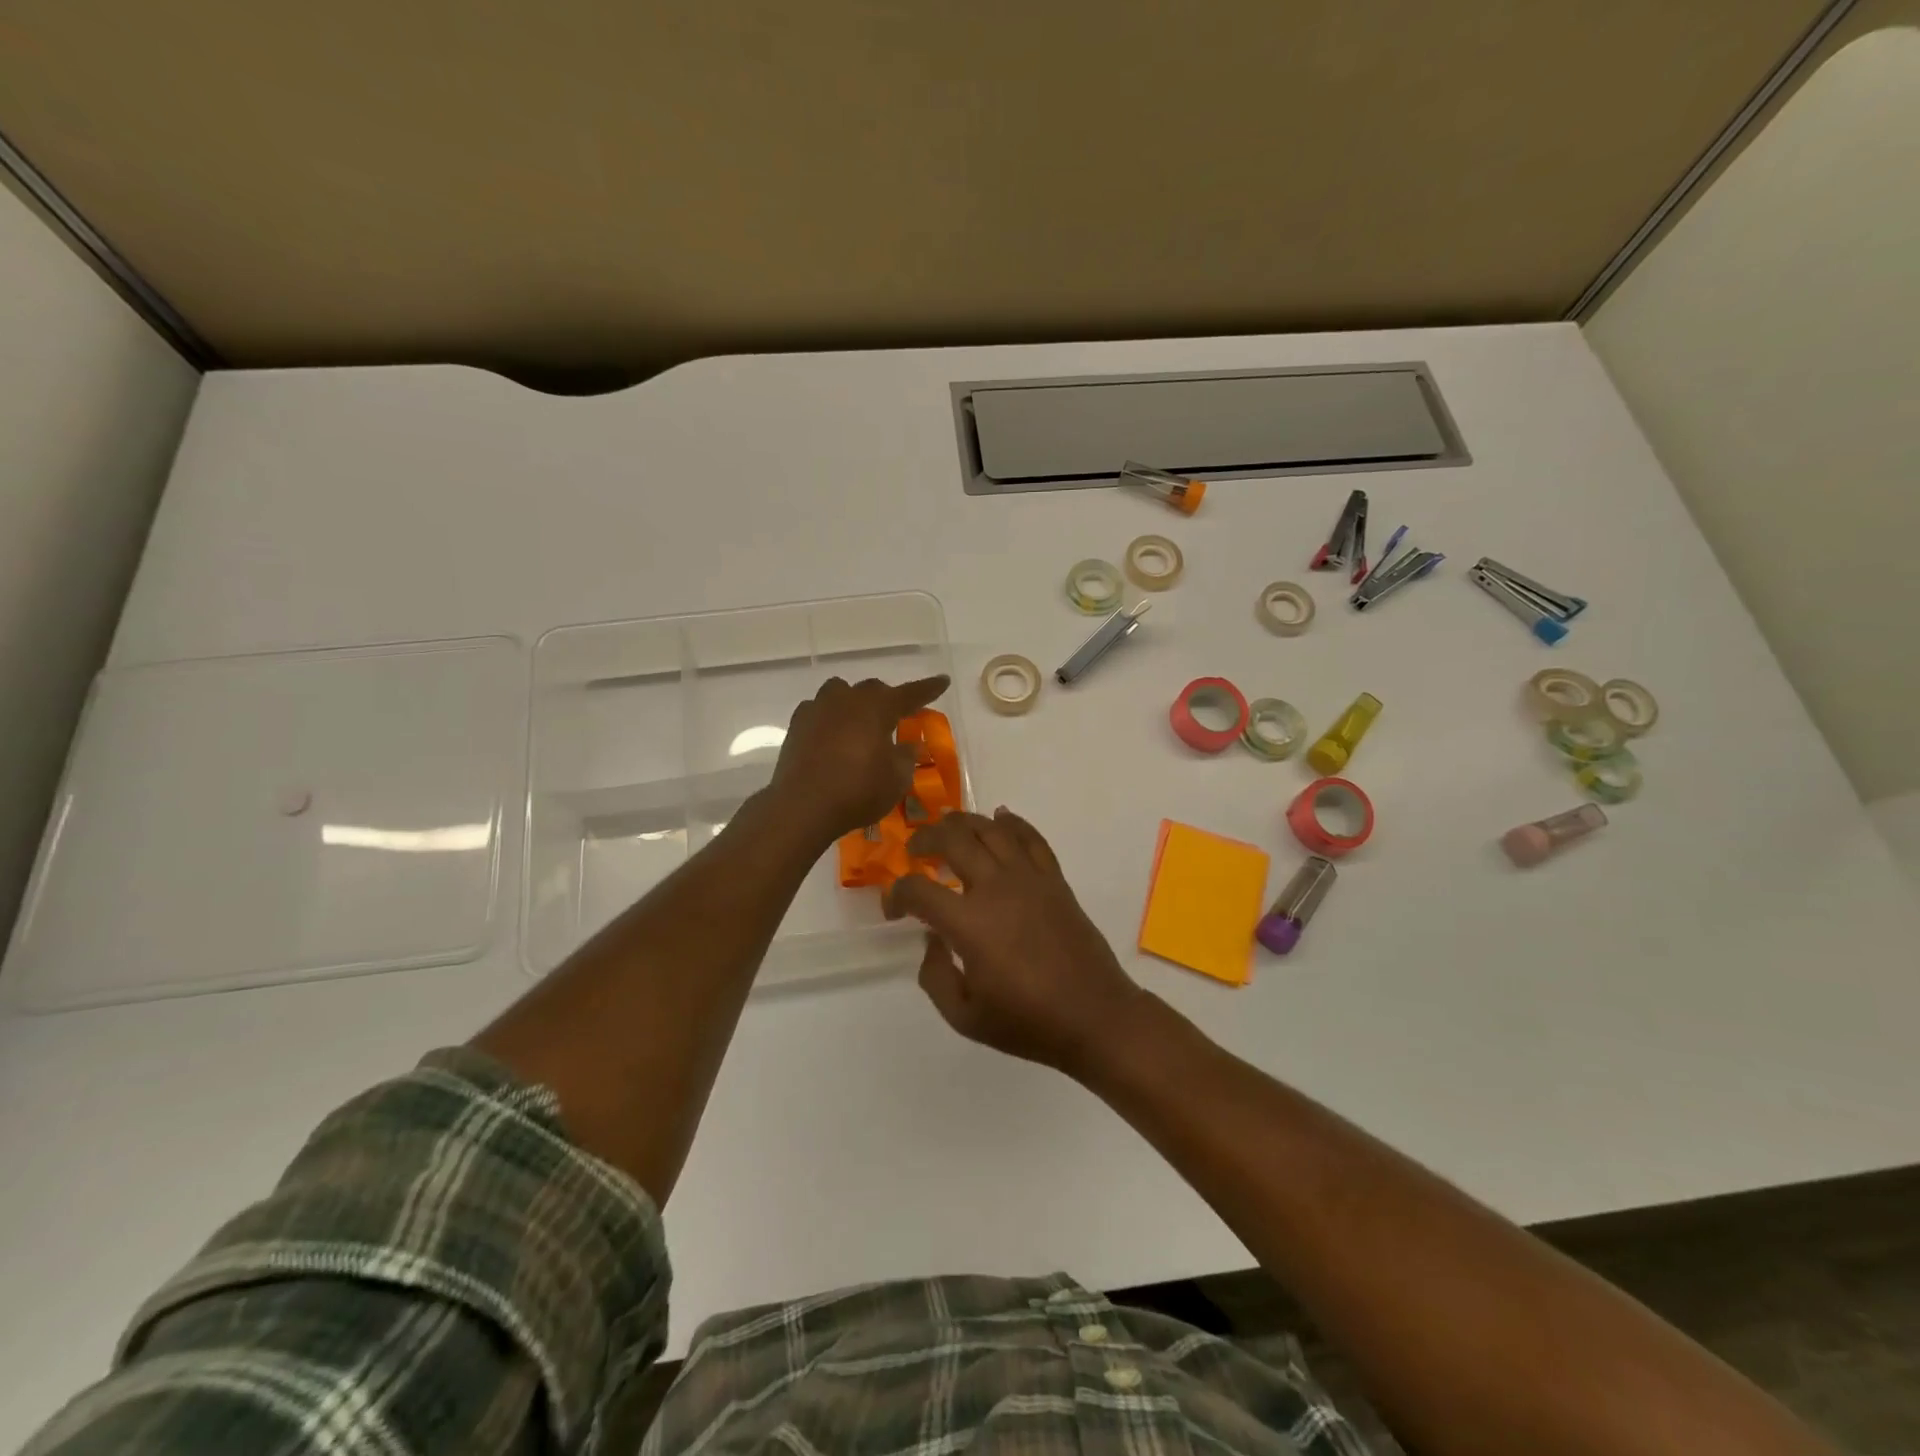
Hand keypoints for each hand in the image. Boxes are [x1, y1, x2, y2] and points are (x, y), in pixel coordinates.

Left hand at [770, 674, 950, 839]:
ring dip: (853, 702)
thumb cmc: (858, 791)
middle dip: (887, 699)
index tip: (943, 681)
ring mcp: (818, 709)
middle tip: (896, 715)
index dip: (928, 688)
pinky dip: (828, 718)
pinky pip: (817, 710)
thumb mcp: (896, 780)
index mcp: (877, 708)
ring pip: (840, 692)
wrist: (803, 806)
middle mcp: (847, 699)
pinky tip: (831, 735)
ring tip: (859, 722)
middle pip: (872, 689)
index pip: (910, 693)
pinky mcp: (797, 725)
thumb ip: (905, 758)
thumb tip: (907, 745)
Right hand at [886, 808, 1147, 1076]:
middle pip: (953, 839)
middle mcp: (996, 888)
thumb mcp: (964, 1016)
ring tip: (948, 828)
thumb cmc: (1028, 1022)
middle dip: (924, 838)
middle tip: (915, 850)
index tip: (894, 909)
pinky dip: (1012, 822)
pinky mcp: (1054, 879)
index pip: (918, 890)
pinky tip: (1000, 818)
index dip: (896, 894)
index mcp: (969, 923)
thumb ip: (935, 975)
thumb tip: (932, 940)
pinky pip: (1031, 837)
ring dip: (963, 822)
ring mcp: (1029, 878)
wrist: (1094, 1016)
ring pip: (990, 828)